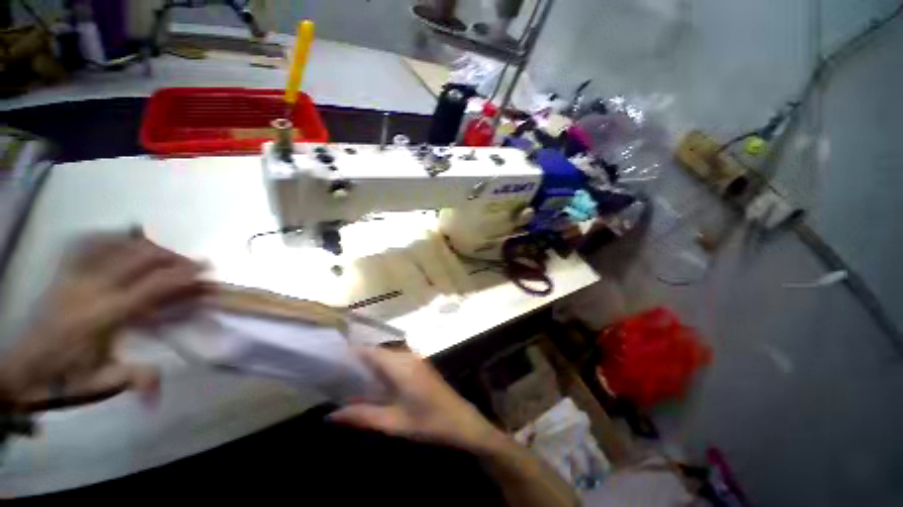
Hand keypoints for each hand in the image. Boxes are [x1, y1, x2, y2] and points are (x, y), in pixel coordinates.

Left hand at [0, 231, 206, 410]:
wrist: (20, 370)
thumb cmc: (63, 379)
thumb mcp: (101, 384)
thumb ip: (135, 379)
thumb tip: (160, 394)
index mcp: (106, 315)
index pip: (153, 285)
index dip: (183, 274)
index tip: (206, 268)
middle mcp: (92, 288)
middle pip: (139, 257)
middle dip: (171, 256)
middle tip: (190, 263)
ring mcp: (74, 277)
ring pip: (115, 245)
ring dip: (145, 245)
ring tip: (162, 252)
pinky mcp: (62, 274)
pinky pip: (86, 244)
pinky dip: (108, 236)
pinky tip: (121, 238)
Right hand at [329, 348, 504, 453]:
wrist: (462, 421)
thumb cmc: (429, 422)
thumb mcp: (393, 423)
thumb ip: (362, 416)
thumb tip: (330, 415)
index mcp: (400, 365)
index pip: (369, 351)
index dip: (349, 354)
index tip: (330, 365)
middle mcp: (407, 356)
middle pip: (376, 352)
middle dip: (356, 362)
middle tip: (335, 378)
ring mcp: (415, 359)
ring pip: (385, 356)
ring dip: (369, 365)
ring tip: (348, 382)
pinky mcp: (419, 365)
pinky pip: (395, 361)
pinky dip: (381, 369)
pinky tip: (373, 385)